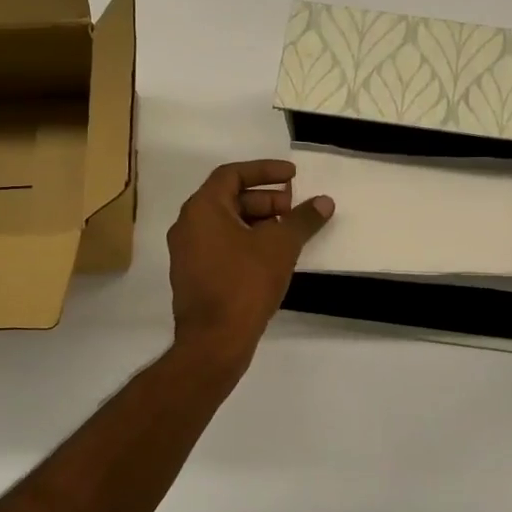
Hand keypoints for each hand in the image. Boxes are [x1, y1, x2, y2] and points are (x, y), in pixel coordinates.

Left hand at [168, 160, 333, 366]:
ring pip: (226, 224)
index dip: (265, 171)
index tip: (293, 176)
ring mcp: (186, 252)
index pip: (232, 174)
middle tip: (294, 210)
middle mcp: (187, 225)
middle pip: (229, 198)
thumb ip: (303, 219)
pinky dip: (246, 241)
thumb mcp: (281, 246)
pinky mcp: (193, 275)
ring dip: (258, 222)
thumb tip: (325, 202)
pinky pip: (221, 245)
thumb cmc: (245, 283)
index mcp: (202, 208)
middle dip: (266, 200)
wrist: (214, 340)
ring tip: (289, 234)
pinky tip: (272, 257)